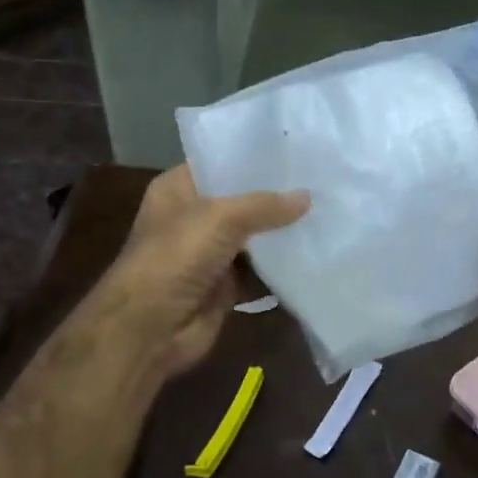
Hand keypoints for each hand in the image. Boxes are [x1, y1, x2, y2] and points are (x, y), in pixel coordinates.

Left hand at [81, 164, 308, 391]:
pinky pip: (260, 270)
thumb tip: (307, 197)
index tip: (295, 148)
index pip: (220, 162)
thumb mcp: (220, 218)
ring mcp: (210, 253)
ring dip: (282, 231)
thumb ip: (264, 205)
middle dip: (276, 195)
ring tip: (327, 211)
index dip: (253, 156)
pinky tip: (315, 250)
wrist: (150, 328)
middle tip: (320, 179)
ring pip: (254, 236)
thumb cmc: (175, 258)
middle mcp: (193, 217)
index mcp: (179, 189)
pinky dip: (281, 265)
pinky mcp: (225, 285)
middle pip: (241, 200)